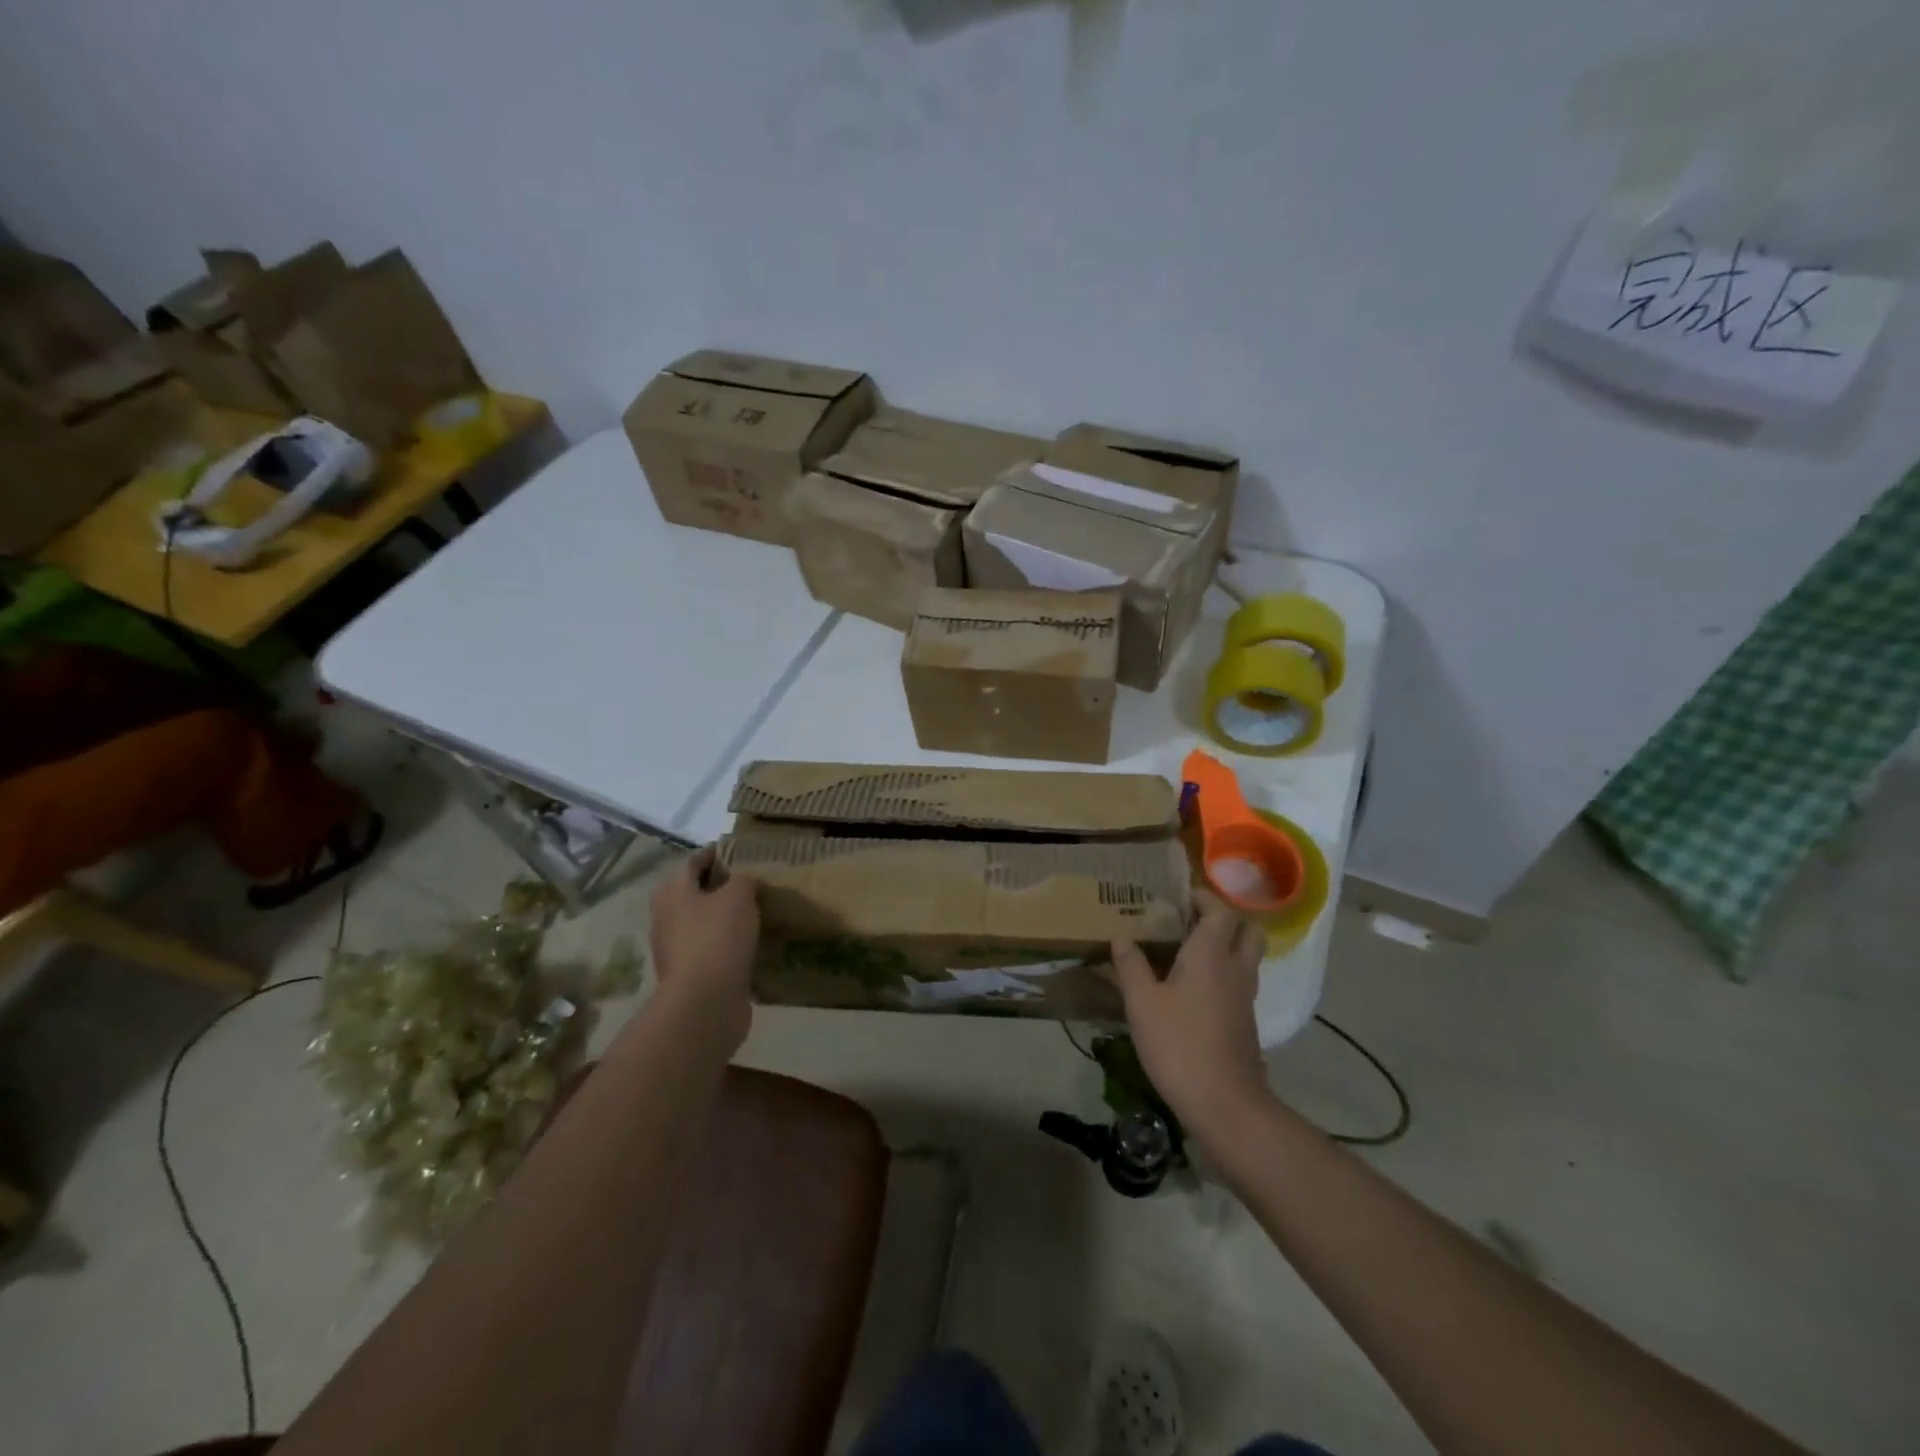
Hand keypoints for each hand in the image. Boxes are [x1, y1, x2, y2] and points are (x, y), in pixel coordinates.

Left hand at [647, 846, 758, 1045]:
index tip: (737, 851)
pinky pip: (711, 951)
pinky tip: (750, 944)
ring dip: (722, 918)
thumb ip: (743, 880)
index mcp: (672, 893)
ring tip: (754, 913)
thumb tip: (746, 881)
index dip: (714, 854)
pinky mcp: (690, 977)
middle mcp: (666, 919)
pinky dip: (727, 945)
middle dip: (717, 887)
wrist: (706, 1002)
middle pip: (692, 894)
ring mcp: (675, 951)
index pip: (692, 863)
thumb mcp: (738, 895)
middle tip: (748, 882)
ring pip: (701, 924)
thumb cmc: (717, 937)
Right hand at [1112, 892, 1272, 1140]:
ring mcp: (1245, 996)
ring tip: (1187, 950)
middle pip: (1247, 929)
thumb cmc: (1178, 1044)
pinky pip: (1239, 981)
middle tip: (1191, 921)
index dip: (1203, 899)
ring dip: (1225, 945)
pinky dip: (1223, 972)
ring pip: (1246, 956)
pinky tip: (1192, 987)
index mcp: (1211, 954)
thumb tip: (1121, 936)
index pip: (1221, 911)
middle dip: (1223, 919)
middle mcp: (1235, 968)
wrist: (1224, 1104)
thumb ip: (1131, 965)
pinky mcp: (1246, 1021)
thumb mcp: (1142, 1003)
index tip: (1179, 898)